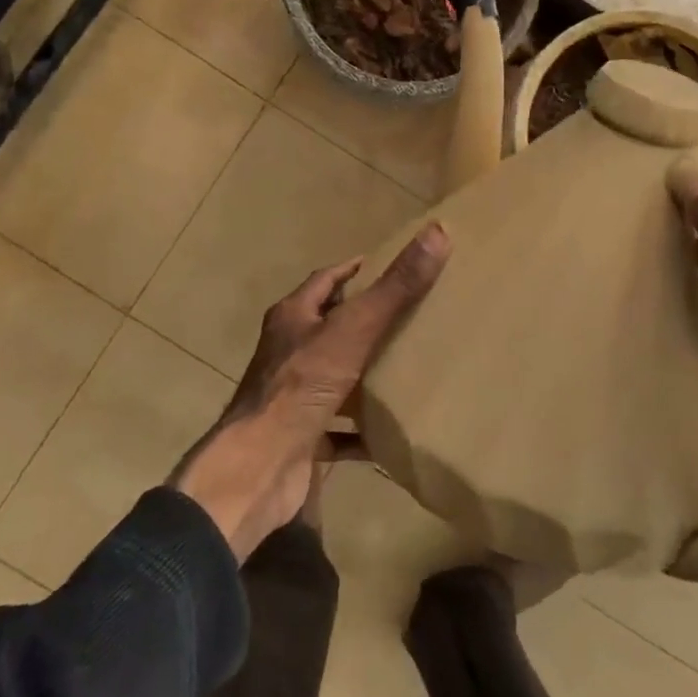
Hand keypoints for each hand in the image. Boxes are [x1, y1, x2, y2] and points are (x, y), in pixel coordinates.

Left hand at [171, 224, 450, 559]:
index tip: (378, 264)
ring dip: (361, 374)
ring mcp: (291, 398)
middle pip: (326, 328)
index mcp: (292, 319)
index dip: (350, 271)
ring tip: (404, 369)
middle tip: (404, 315)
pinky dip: (361, 431)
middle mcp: (286, 353)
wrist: (261, 465)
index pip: (323, 282)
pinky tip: (390, 432)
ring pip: (332, 378)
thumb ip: (394, 287)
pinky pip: (337, 430)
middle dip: (360, 321)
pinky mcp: (300, 438)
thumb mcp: (354, 329)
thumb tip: (437, 231)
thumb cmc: (302, 385)